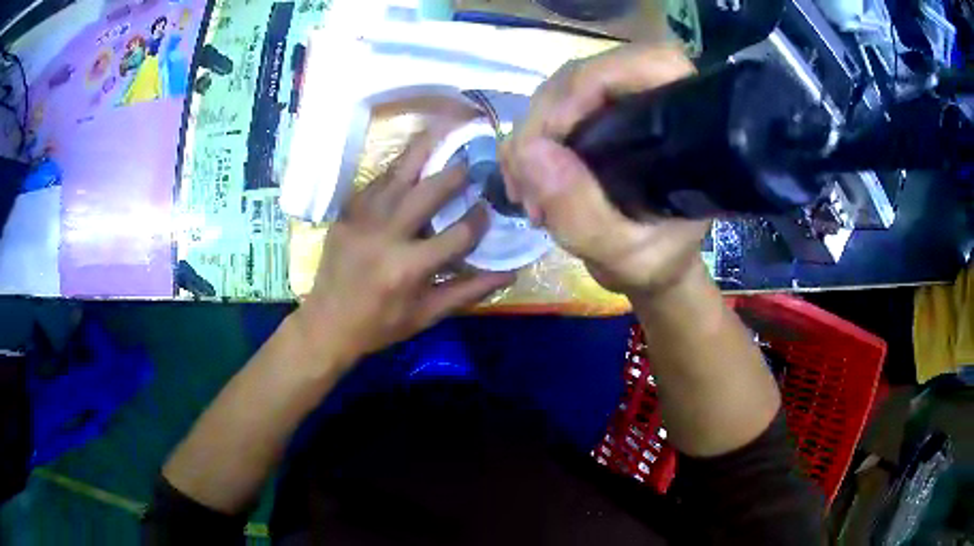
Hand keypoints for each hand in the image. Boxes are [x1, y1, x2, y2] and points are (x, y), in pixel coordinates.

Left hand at [294, 131, 514, 366]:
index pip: (457, 235)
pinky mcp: (346, 213)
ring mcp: (362, 219)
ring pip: (398, 175)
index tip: (487, 210)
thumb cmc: (381, 324)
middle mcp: (386, 236)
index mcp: (409, 268)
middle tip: (471, 162)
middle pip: (428, 192)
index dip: (478, 221)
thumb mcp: (427, 315)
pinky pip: (376, 182)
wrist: (328, 322)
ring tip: (445, 132)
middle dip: (455, 173)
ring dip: (424, 153)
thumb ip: (469, 291)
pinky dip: (397, 169)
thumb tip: (510, 272)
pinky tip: (411, 161)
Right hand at [500, 44, 709, 296]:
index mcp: (686, 120)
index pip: (645, 64)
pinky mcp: (593, 114)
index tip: (550, 136)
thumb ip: (582, 213)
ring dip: (529, 138)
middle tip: (526, 183)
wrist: (651, 268)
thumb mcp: (624, 254)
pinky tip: (525, 184)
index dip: (590, 83)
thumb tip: (527, 152)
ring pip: (558, 92)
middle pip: (584, 76)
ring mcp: (619, 102)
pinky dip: (528, 145)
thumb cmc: (656, 261)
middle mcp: (654, 97)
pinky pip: (546, 112)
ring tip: (527, 195)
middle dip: (544, 123)